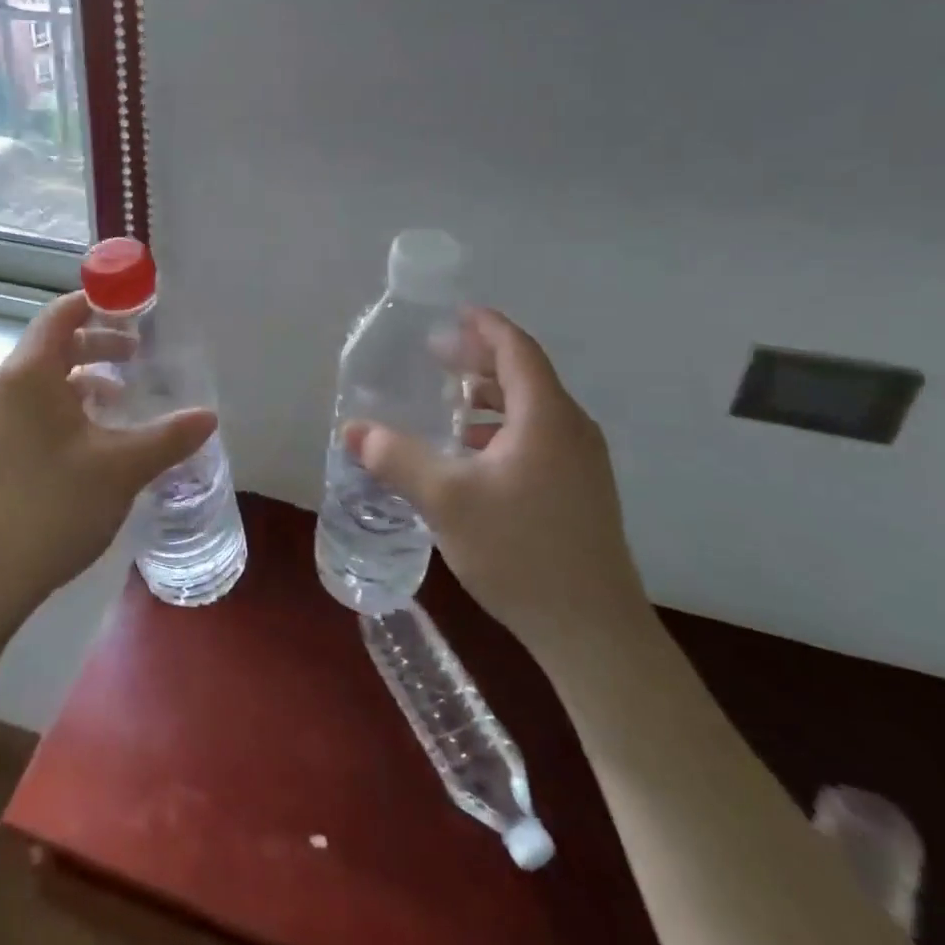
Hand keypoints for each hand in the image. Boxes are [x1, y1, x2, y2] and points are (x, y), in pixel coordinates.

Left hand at [0, 292, 217, 622]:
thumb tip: (209, 417)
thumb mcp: (122, 467)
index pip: (63, 313)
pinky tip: (95, 440)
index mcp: (30, 373)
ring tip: (123, 398)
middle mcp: (6, 386)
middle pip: (55, 344)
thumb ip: (168, 436)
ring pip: (46, 380)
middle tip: (140, 354)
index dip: (100, 304)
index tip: (137, 309)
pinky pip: (35, 408)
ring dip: (86, 380)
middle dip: (100, 345)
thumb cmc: (52, 506)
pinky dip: (68, 407)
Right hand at [344, 308, 650, 655]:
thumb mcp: (446, 499)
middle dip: (480, 361)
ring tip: (448, 404)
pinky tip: (471, 456)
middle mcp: (571, 429)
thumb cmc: (521, 550)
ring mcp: (581, 463)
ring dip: (489, 398)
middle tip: (437, 357)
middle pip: (525, 376)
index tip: (455, 313)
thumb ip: (396, 458)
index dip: (486, 326)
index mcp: (546, 416)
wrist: (593, 631)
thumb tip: (351, 430)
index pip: (517, 349)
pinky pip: (538, 437)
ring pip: (532, 410)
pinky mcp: (580, 492)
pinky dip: (502, 429)